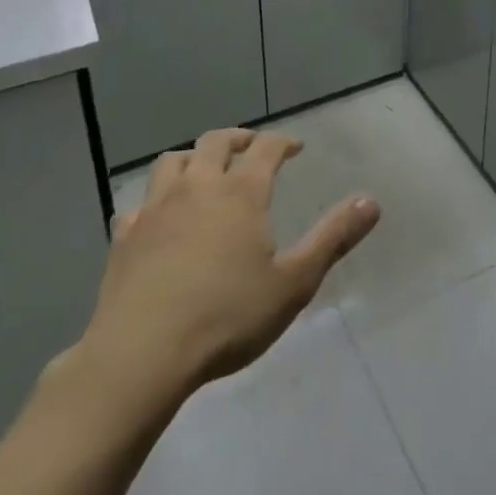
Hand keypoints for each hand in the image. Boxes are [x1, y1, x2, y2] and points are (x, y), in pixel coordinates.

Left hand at [73, 128, 379, 422]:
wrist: (140, 356)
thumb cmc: (226, 317)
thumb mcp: (293, 283)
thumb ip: (333, 238)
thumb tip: (371, 201)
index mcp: (240, 192)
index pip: (266, 148)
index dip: (283, 141)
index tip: (295, 147)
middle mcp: (198, 187)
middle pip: (216, 142)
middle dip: (238, 139)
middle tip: (251, 147)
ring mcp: (156, 209)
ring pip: (171, 162)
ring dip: (192, 158)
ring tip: (203, 171)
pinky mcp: (124, 237)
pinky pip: (139, 204)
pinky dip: (154, 202)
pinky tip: (158, 219)